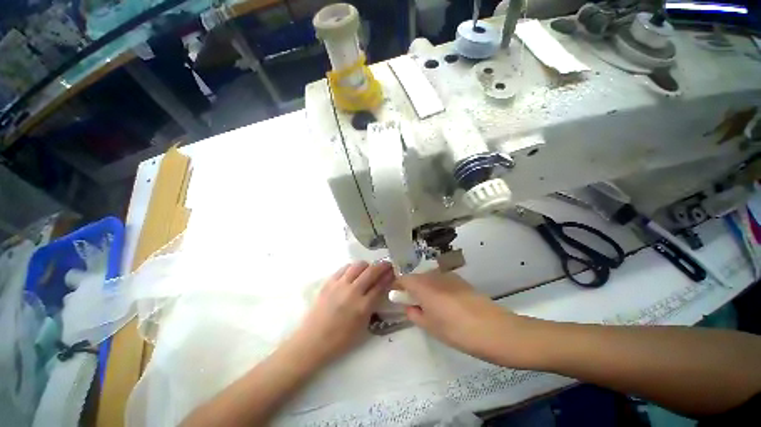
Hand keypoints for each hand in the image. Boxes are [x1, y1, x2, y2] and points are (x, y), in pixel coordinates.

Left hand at [288, 261, 393, 365]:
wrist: (312, 341)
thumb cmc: (340, 339)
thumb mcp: (362, 327)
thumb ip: (372, 307)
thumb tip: (379, 291)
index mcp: (362, 307)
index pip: (380, 285)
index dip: (388, 276)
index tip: (393, 271)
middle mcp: (352, 292)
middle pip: (371, 272)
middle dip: (382, 266)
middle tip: (386, 264)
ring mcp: (339, 285)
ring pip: (358, 266)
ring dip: (367, 265)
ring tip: (369, 269)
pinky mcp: (329, 282)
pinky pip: (344, 268)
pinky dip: (352, 268)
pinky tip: (353, 272)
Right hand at [397, 271, 527, 365]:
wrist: (495, 330)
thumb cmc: (457, 331)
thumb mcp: (431, 327)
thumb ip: (414, 314)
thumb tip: (409, 306)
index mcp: (423, 286)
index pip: (403, 279)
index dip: (398, 286)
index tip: (397, 297)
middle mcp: (434, 276)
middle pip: (416, 277)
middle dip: (411, 288)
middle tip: (413, 304)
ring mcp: (449, 276)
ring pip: (429, 278)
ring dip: (425, 288)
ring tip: (430, 306)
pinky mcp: (461, 280)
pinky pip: (442, 280)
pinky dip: (437, 288)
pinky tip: (446, 304)